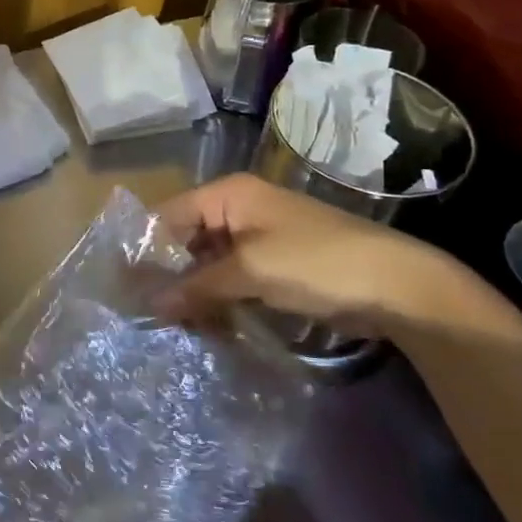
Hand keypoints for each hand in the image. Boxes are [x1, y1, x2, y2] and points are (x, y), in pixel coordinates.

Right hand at [156, 173, 482, 337]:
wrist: (396, 285)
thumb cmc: (316, 262)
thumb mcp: (250, 269)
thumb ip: (198, 285)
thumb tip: (151, 304)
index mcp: (229, 195)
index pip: (170, 215)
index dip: (147, 248)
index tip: (124, 285)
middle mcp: (238, 210)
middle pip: (187, 239)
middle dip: (168, 273)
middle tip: (144, 311)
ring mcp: (258, 239)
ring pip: (208, 263)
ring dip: (192, 291)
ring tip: (169, 325)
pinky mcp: (274, 267)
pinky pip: (232, 279)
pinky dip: (217, 299)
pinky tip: (203, 326)